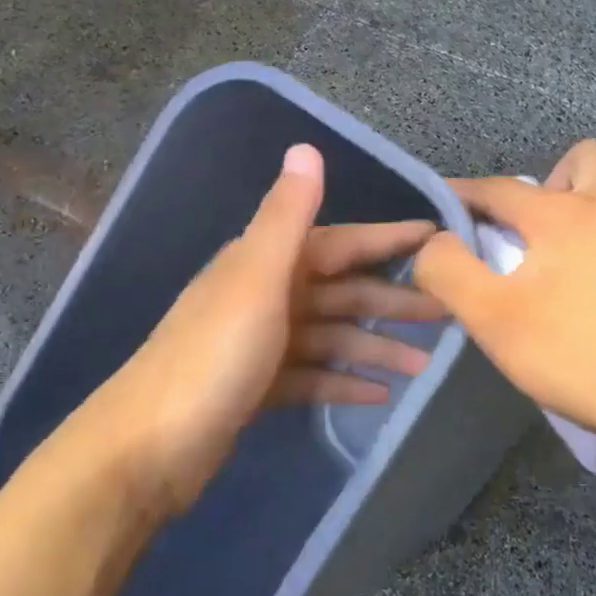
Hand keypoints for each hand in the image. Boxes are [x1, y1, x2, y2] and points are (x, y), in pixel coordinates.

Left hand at [88, 143, 442, 515]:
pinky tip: (380, 394)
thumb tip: (306, 146)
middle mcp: (264, 295)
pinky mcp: (256, 388)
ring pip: (331, 336)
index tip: (439, 238)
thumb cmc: (212, 358)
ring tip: (426, 364)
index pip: (340, 242)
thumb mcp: (257, 280)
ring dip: (376, 346)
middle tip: (448, 311)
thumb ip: (286, 216)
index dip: (388, 238)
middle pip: (341, 291)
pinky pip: (313, 376)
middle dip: (392, 300)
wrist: (147, 450)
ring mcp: (259, 344)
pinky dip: (344, 380)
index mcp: (265, 263)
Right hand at [411, 140, 595, 459]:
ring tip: (572, 271)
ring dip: (588, 216)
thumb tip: (433, 242)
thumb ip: (449, 272)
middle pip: (583, 160)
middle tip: (532, 233)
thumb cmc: (584, 357)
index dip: (464, 194)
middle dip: (549, 182)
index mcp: (565, 214)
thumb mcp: (495, 321)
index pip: (499, 187)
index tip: (445, 207)